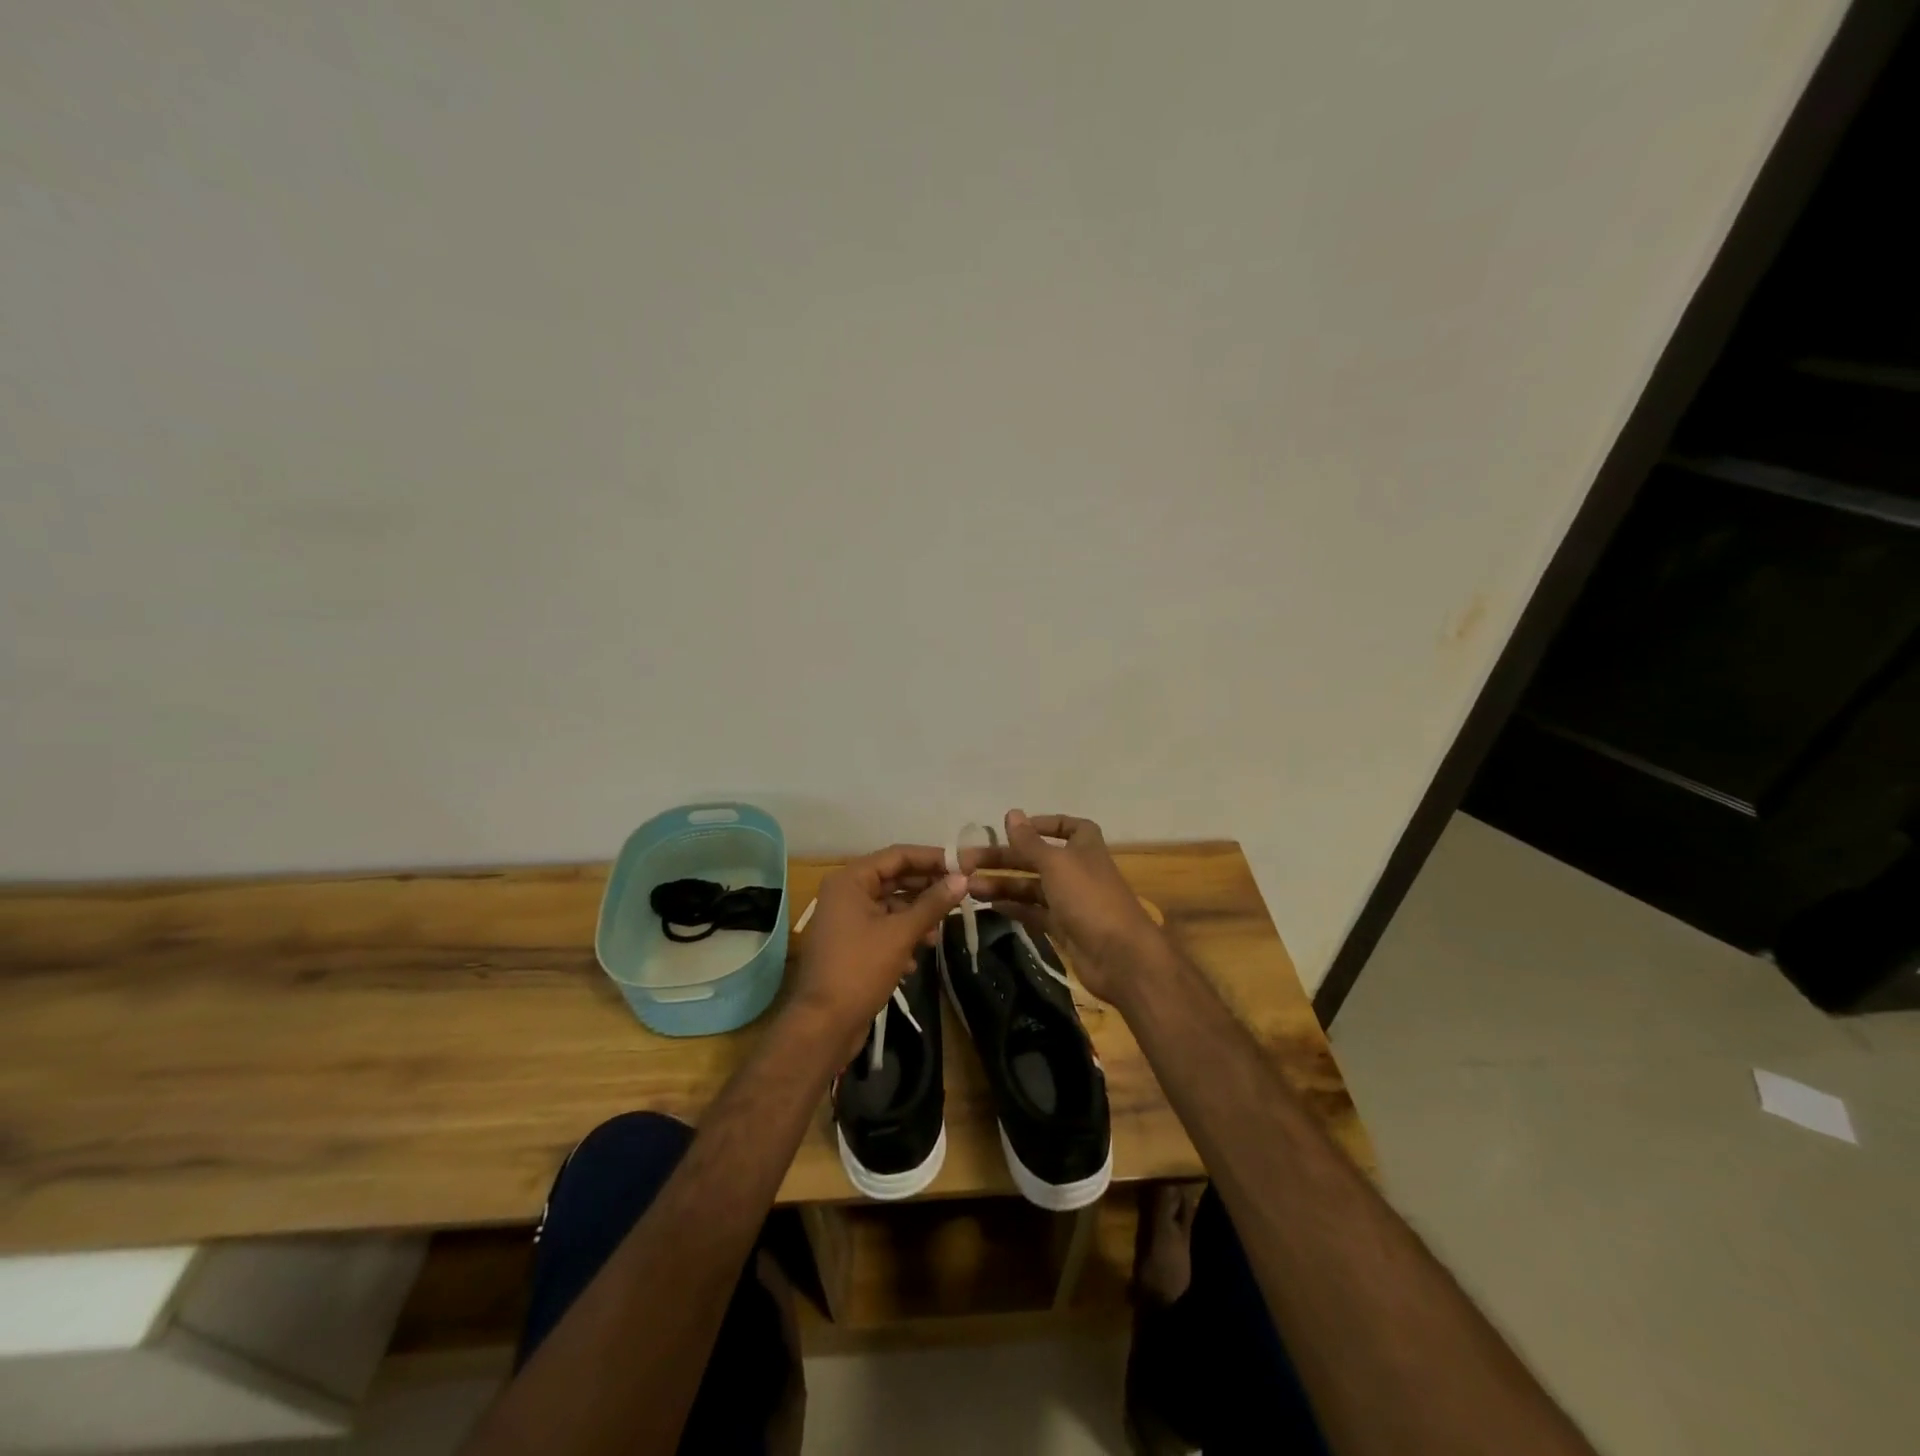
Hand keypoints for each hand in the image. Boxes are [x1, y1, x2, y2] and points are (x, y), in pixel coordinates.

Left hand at [788, 845, 966, 1058]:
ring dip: (916, 917)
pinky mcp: (850, 945)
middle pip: (894, 879)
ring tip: (936, 935)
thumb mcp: (901, 933)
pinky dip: (901, 937)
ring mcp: (845, 920)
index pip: (898, 855)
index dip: (933, 858)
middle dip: (926, 889)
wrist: (823, 1025)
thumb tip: (962, 878)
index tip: (964, 864)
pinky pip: (882, 929)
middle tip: (960, 895)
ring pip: (890, 906)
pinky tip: (915, 959)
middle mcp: (845, 893)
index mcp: (850, 880)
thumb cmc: (860, 970)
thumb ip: (933, 903)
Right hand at [963, 810, 1167, 1002]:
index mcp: (1084, 847)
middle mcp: (1078, 871)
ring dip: (1003, 884)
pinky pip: (1034, 913)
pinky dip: (1014, 908)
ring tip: (969, 887)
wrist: (1120, 957)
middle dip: (1004, 859)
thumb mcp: (1056, 864)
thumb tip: (1011, 813)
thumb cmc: (1089, 899)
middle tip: (967, 861)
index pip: (1068, 826)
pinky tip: (989, 907)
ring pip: (1032, 887)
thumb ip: (1030, 842)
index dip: (1043, 824)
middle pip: (1037, 858)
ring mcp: (1071, 902)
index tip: (1014, 828)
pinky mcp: (1064, 928)